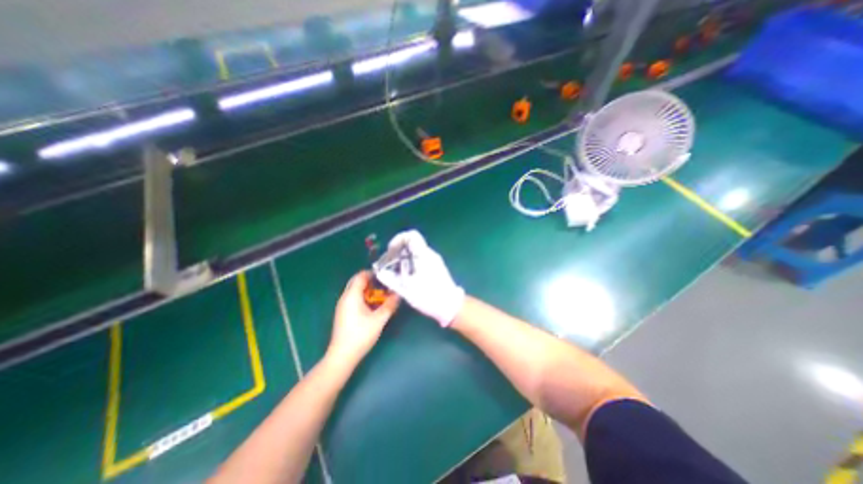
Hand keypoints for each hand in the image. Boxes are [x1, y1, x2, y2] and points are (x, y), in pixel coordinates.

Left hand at [328, 273, 401, 366]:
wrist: (342, 356)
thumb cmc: (360, 335)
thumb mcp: (379, 319)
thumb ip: (389, 305)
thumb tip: (399, 294)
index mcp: (351, 295)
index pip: (360, 276)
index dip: (372, 273)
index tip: (386, 275)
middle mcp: (345, 298)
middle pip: (357, 283)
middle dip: (371, 282)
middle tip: (385, 285)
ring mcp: (343, 306)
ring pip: (356, 291)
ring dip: (369, 291)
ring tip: (382, 295)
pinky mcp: (343, 314)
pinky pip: (354, 299)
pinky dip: (364, 298)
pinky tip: (373, 306)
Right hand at [373, 229, 460, 327]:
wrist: (451, 306)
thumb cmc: (429, 296)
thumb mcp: (407, 289)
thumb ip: (391, 278)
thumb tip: (380, 271)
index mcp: (423, 255)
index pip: (411, 235)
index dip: (398, 239)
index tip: (391, 251)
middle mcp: (430, 254)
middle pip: (411, 244)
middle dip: (397, 252)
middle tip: (389, 264)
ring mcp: (434, 260)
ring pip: (415, 253)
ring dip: (403, 259)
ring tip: (395, 273)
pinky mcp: (436, 267)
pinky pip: (420, 260)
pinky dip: (410, 264)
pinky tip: (406, 277)